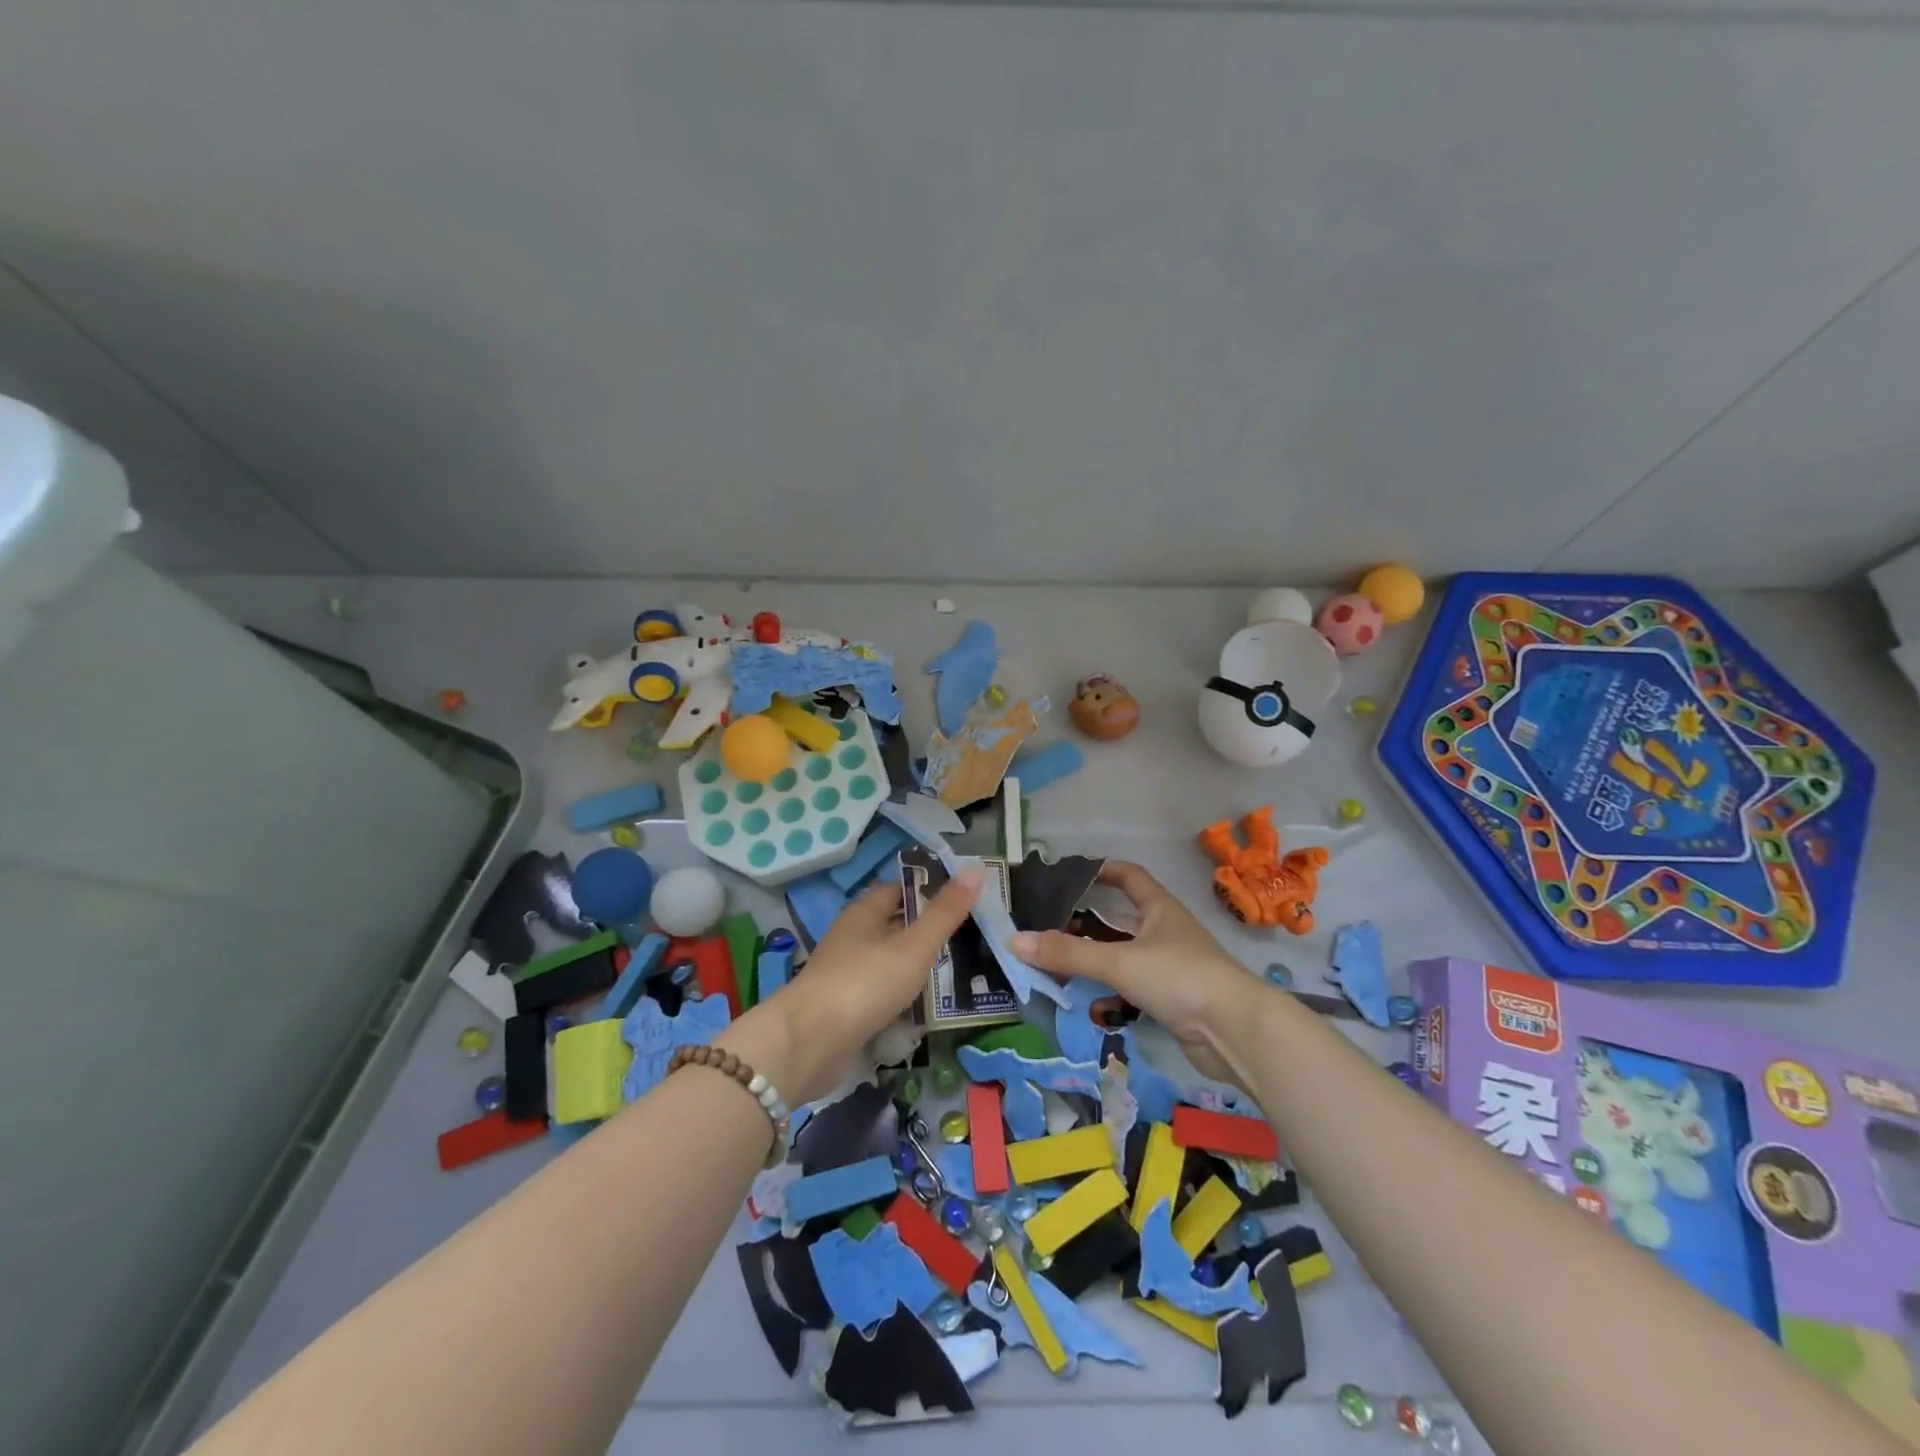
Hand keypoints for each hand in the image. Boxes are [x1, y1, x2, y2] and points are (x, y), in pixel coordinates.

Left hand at [755, 867, 980, 1102]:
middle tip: (973, 937)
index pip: (900, 889)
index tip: (966, 899)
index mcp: (865, 912)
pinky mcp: (848, 1009)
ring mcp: (848, 974)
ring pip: (891, 962)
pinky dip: (905, 999)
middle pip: (896, 926)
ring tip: (962, 973)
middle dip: (929, 931)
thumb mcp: (913, 945)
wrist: (810, 1044)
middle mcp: (854, 937)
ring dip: (919, 968)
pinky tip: (930, 1010)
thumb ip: (945, 912)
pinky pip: (884, 995)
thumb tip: (976, 869)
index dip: (930, 890)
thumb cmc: (865, 982)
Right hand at [1009, 861, 1261, 1086]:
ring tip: (1057, 966)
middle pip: (1120, 920)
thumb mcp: (1118, 961)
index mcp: (1158, 908)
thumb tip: (1014, 940)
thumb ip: (1067, 953)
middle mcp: (1165, 932)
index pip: (1129, 876)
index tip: (1071, 873)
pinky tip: (1089, 1004)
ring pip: (1123, 956)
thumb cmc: (1179, 977)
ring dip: (1095, 961)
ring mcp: (1171, 966)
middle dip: (1086, 924)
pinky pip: (1132, 988)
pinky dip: (1111, 992)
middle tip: (1048, 928)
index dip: (1103, 869)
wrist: (1235, 1031)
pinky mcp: (1173, 1000)